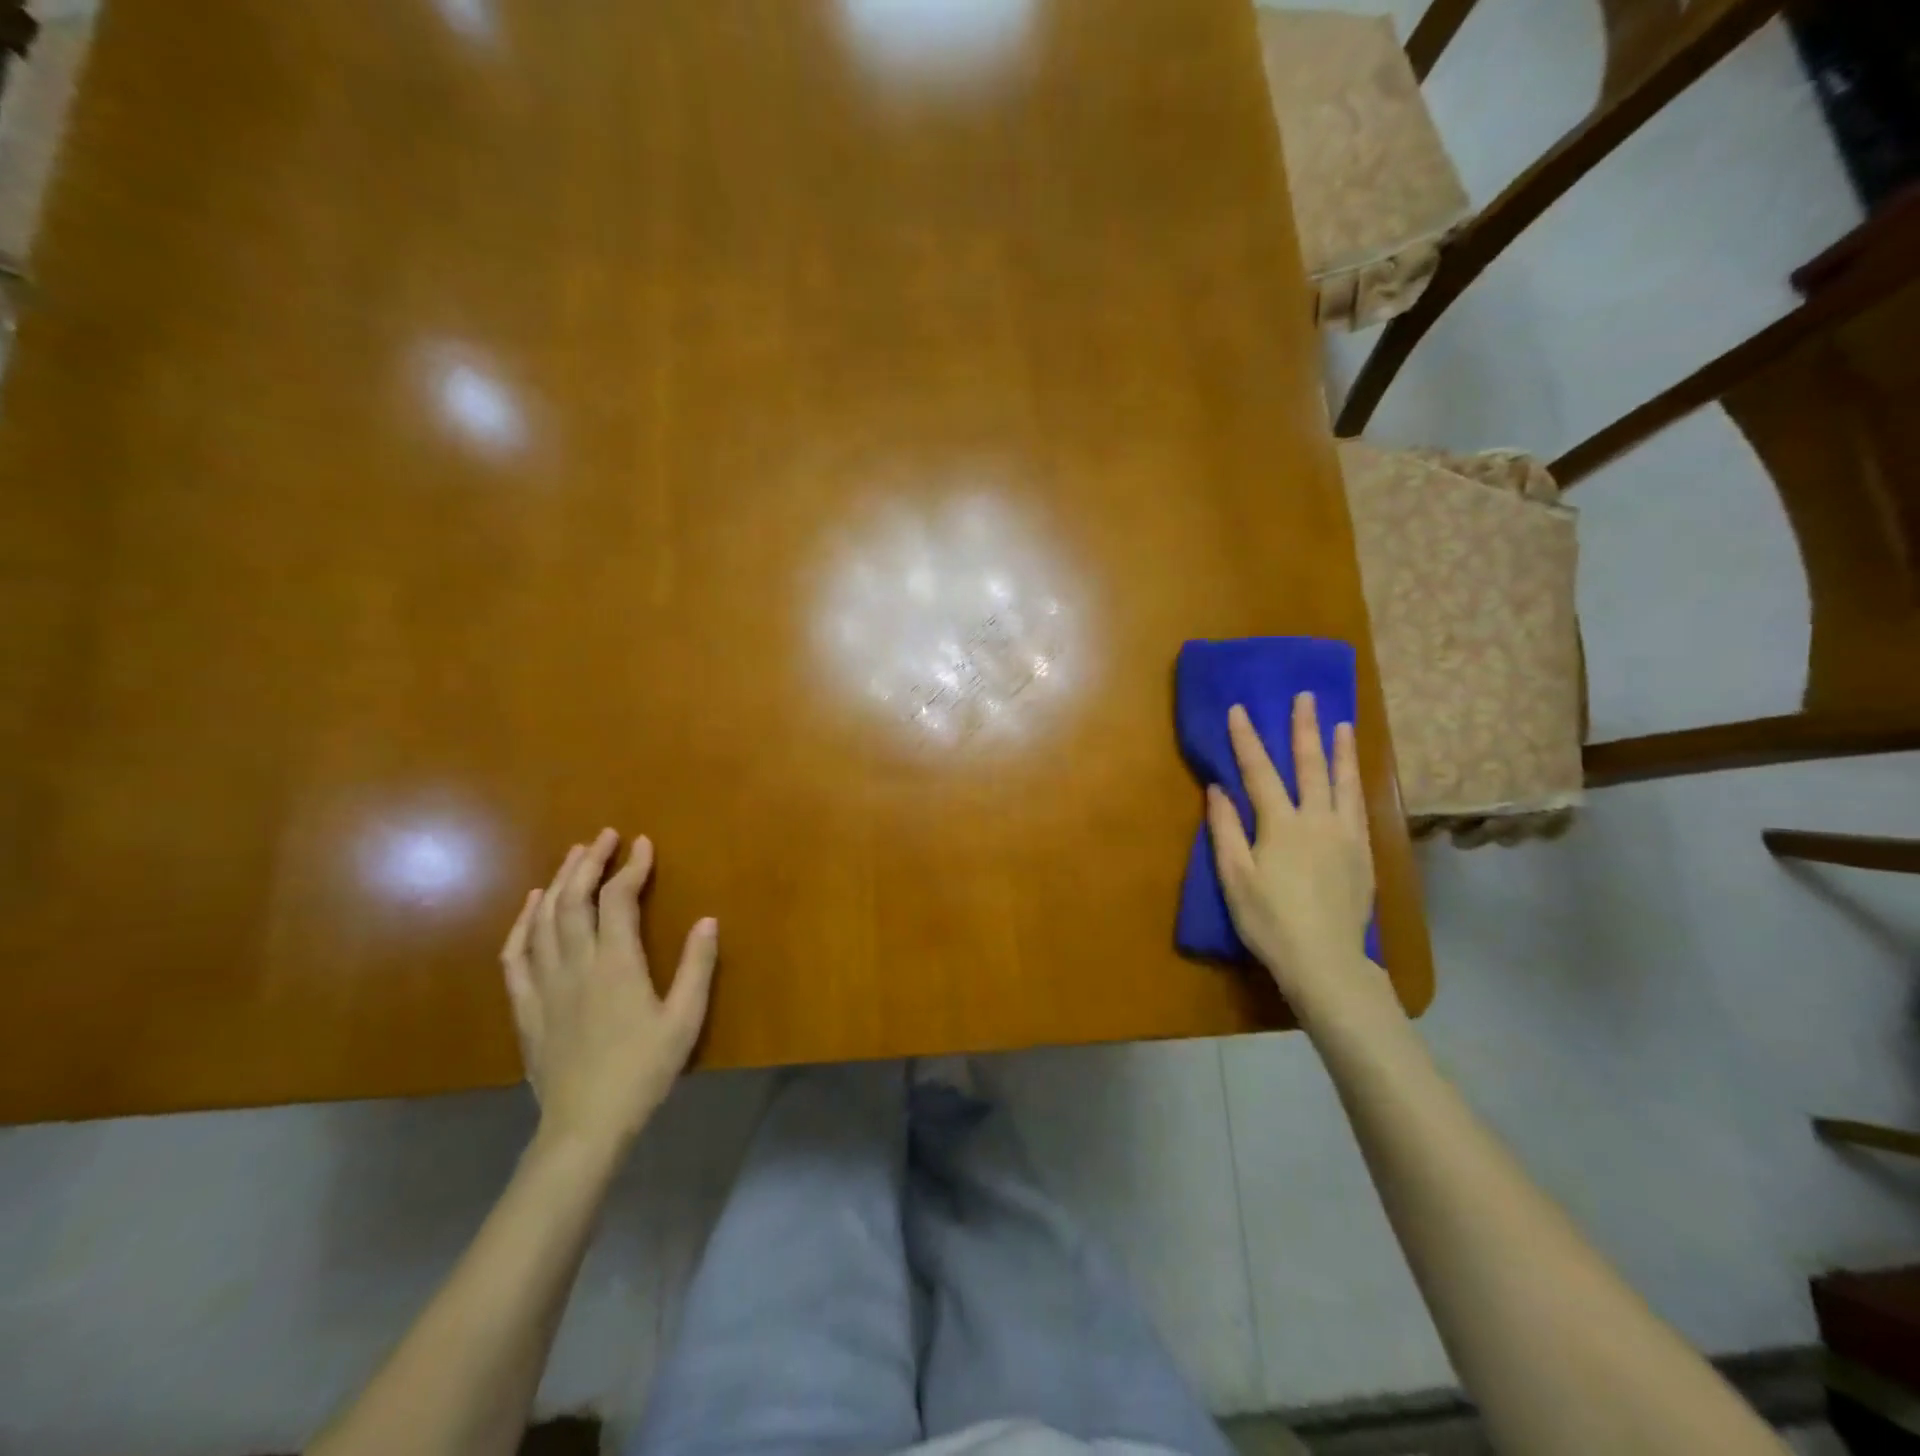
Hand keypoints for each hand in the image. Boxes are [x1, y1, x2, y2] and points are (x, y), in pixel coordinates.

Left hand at [499, 829, 718, 1150]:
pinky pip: (515, 954)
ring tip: (573, 856)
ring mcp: (545, 984)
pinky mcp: (526, 1005)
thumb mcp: (685, 1019)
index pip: (619, 900)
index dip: (631, 867)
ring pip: (545, 919)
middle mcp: (576, 964)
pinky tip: (531, 905)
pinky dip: (522, 923)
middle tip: (604, 836)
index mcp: (617, 964)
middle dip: (589, 862)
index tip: (643, 844)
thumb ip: (697, 966)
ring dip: (558, 882)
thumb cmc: (644, 1070)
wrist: (586, 1124)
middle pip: (574, 899)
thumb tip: (708, 919)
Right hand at [1205, 694, 1385, 1021]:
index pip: (1259, 772)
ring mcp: (1346, 836)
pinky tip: (1356, 777)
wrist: (1325, 961)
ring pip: (1344, 783)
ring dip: (1340, 750)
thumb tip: (1217, 788)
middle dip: (1304, 729)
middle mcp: (1318, 820)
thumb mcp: (1234, 877)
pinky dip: (1357, 784)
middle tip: (1305, 698)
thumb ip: (1225, 829)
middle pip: (1310, 766)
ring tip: (1343, 724)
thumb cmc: (1269, 921)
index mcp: (1281, 825)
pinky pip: (1360, 808)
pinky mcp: (1364, 854)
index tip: (1239, 709)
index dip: (1247, 739)